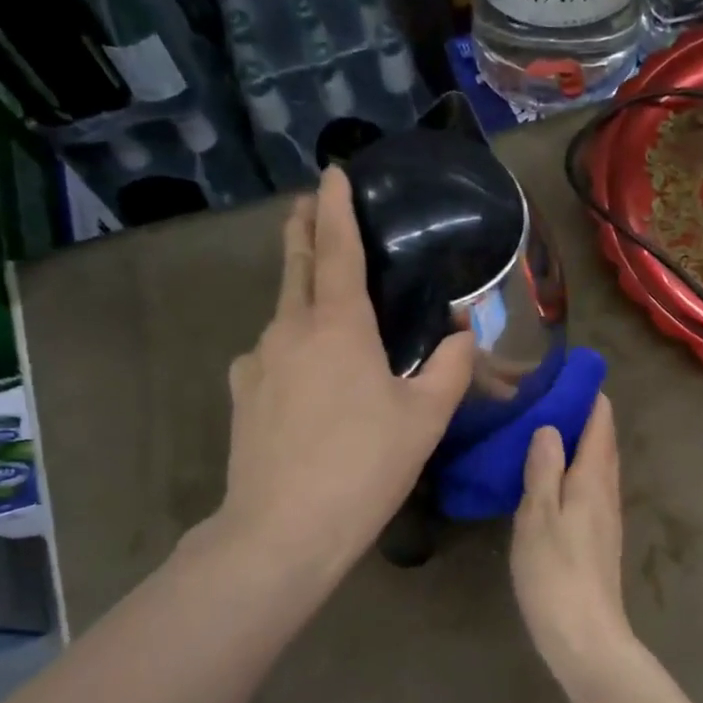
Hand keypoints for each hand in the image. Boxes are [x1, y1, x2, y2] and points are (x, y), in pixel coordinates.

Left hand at [213, 167, 474, 578]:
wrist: (282, 530)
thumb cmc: (364, 466)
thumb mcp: (425, 418)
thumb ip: (449, 367)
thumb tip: (460, 334)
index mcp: (337, 326)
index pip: (337, 249)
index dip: (336, 208)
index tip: (331, 173)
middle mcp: (289, 330)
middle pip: (297, 266)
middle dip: (304, 230)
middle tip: (310, 205)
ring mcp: (257, 361)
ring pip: (284, 312)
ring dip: (302, 293)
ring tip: (325, 301)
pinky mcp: (242, 394)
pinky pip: (271, 353)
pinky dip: (291, 344)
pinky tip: (305, 373)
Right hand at [511, 395, 635, 672]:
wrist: (585, 637)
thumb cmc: (556, 574)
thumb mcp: (537, 517)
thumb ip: (543, 469)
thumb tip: (549, 426)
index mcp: (592, 480)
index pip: (600, 423)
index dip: (588, 395)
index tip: (566, 372)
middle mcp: (606, 492)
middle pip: (602, 442)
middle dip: (584, 414)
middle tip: (548, 394)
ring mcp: (606, 516)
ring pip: (597, 465)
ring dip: (580, 441)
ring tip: (546, 426)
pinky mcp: (598, 537)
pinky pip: (590, 486)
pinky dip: (575, 467)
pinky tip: (552, 475)